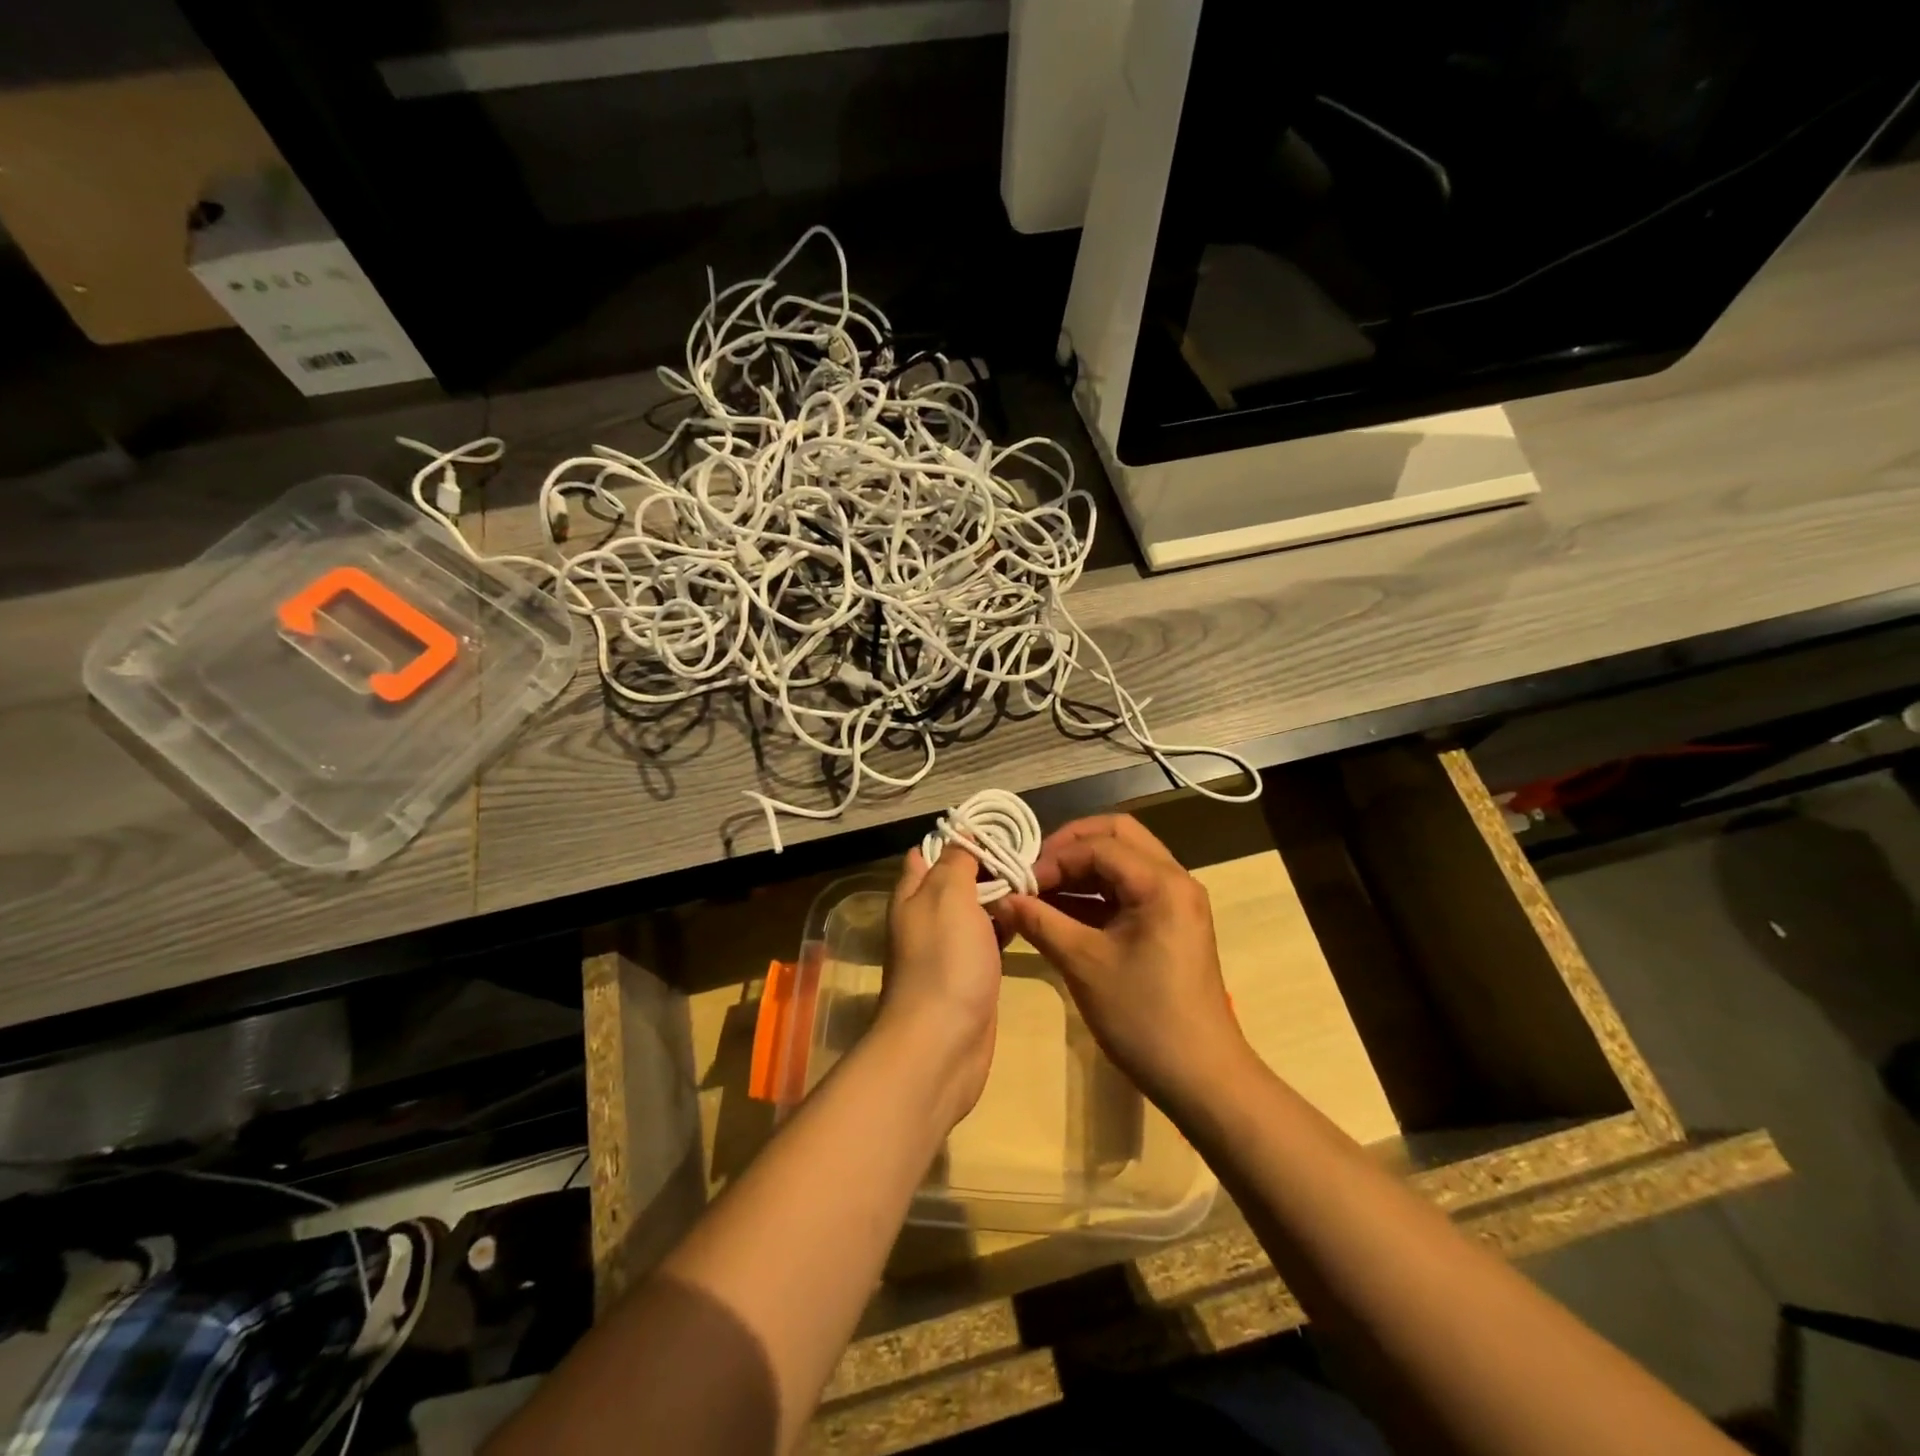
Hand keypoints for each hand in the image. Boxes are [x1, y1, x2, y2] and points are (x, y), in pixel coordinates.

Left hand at [879, 846, 1003, 1126]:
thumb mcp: (947, 896)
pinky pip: (987, 940)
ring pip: (974, 911)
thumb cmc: (944, 961)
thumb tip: (961, 835)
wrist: (942, 1043)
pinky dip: (1005, 925)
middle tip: (1028, 852)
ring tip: (1036, 878)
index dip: (958, 837)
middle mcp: (925, 919)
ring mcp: (948, 950)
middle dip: (985, 865)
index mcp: (912, 895)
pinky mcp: (969, 975)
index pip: (928, 853)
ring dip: (999, 895)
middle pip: (954, 881)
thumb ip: (955, 863)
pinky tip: (1031, 918)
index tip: (996, 827)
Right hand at [989, 815, 1246, 1109]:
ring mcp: (1174, 902)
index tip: (1020, 882)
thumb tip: (1001, 898)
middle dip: (1071, 847)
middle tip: (1034, 870)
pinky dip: (1094, 893)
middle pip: (1117, 837)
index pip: (1099, 846)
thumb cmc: (1143, 1017)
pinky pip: (1127, 889)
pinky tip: (1060, 910)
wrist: (1200, 1077)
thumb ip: (1040, 922)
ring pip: (1123, 862)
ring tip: (1040, 890)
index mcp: (1161, 883)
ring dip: (1082, 869)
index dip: (1055, 858)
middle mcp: (1174, 880)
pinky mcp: (1168, 923)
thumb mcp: (1084, 964)